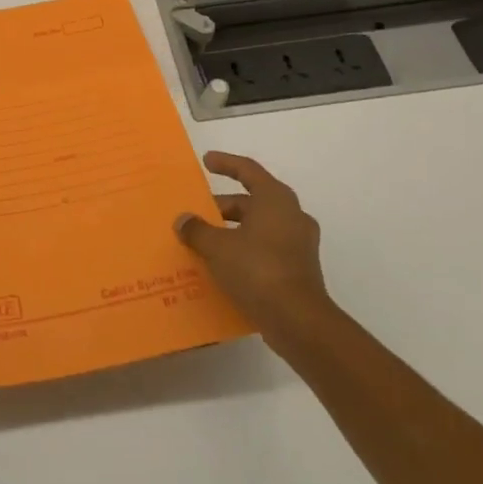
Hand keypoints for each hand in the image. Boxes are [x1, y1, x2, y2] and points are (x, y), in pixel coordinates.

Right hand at [175, 152, 338, 354]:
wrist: (299, 322)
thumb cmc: (257, 270)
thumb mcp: (217, 247)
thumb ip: (197, 230)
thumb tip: (183, 220)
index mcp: (275, 200)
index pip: (248, 170)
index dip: (226, 163)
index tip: (206, 161)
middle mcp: (292, 216)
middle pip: (252, 202)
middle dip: (224, 206)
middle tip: (198, 213)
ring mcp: (299, 245)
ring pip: (259, 227)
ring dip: (233, 231)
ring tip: (205, 241)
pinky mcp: (299, 270)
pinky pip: (266, 250)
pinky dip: (245, 251)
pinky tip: (223, 265)